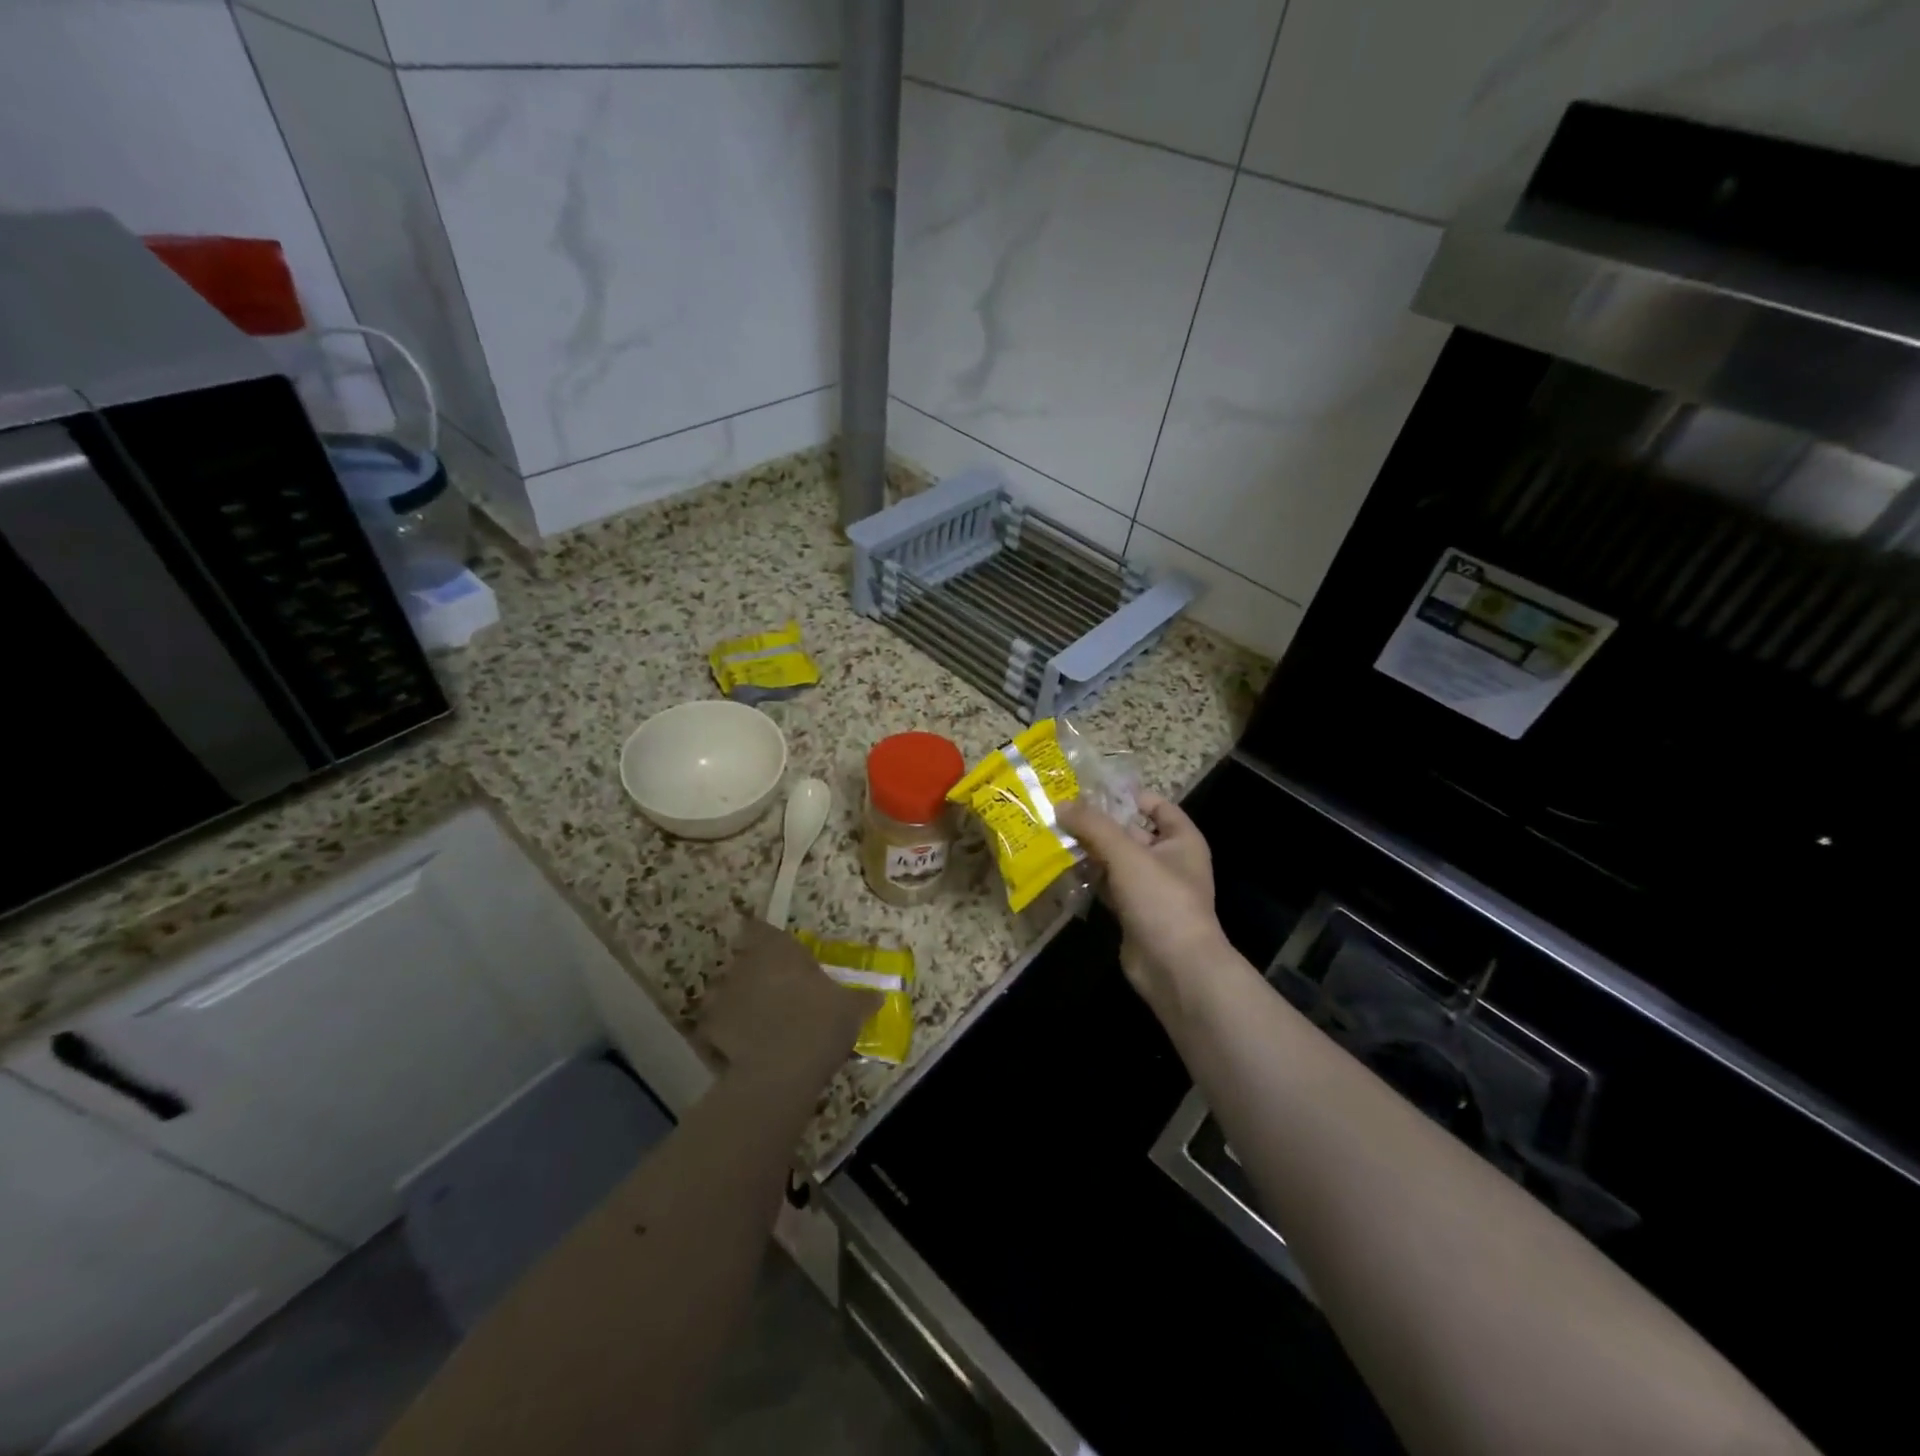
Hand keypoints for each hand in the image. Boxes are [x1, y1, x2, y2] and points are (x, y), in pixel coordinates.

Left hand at [694, 919, 877, 1087]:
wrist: (781, 1072)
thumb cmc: (820, 1024)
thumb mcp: (852, 1010)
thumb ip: (862, 999)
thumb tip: (878, 996)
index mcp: (778, 949)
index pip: (759, 929)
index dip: (764, 938)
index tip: (774, 952)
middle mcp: (745, 964)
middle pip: (741, 959)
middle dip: (753, 971)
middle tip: (774, 991)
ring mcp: (722, 995)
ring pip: (724, 990)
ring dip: (736, 999)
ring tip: (756, 1020)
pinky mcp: (707, 1028)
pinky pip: (715, 1024)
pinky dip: (724, 1032)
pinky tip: (741, 1046)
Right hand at [1058, 792, 1233, 1023]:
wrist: (1176, 968)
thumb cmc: (1161, 899)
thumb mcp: (1126, 854)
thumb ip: (1093, 826)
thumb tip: (1061, 804)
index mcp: (1181, 840)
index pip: (1157, 805)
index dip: (1128, 795)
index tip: (1091, 789)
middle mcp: (1169, 861)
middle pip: (1130, 832)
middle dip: (1098, 823)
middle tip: (1059, 810)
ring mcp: (1151, 889)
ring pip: (1116, 861)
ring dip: (1089, 851)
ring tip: (1053, 835)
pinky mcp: (1133, 913)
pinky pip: (1108, 887)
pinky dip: (1089, 878)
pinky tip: (1062, 869)